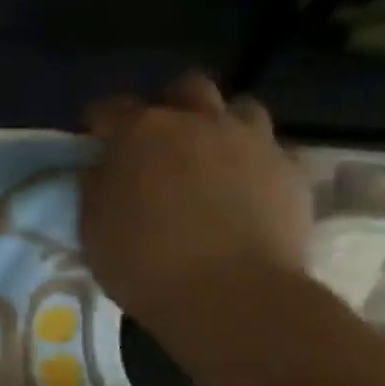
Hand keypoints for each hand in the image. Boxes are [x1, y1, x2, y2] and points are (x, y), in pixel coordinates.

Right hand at [80, 74, 312, 340]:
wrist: (233, 297)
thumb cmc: (144, 262)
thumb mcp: (93, 228)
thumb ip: (95, 188)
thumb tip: (100, 169)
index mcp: (140, 132)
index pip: (109, 108)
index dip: (98, 124)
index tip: (93, 144)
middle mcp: (198, 122)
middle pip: (186, 88)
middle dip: (169, 105)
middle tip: (157, 142)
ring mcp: (252, 142)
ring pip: (239, 108)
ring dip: (219, 125)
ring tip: (207, 159)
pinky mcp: (292, 170)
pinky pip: (270, 149)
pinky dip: (252, 161)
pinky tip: (243, 190)